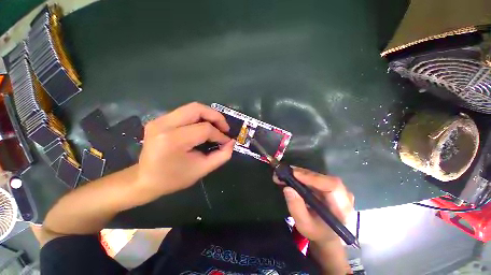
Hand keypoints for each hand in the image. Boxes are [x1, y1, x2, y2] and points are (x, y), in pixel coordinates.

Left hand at [135, 102, 234, 202]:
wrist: (146, 179)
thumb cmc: (172, 179)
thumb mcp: (199, 170)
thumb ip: (219, 156)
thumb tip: (231, 142)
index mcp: (173, 140)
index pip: (203, 129)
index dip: (219, 134)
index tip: (226, 141)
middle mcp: (164, 124)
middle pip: (196, 108)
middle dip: (214, 116)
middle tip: (224, 127)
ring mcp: (158, 120)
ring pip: (188, 108)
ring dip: (204, 115)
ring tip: (213, 127)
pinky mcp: (156, 120)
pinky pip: (179, 113)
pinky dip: (193, 118)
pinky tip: (198, 128)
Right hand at [273, 167, 353, 244]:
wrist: (331, 238)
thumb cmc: (319, 234)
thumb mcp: (305, 226)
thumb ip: (297, 208)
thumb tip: (287, 188)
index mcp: (343, 209)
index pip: (333, 187)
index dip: (314, 178)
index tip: (294, 174)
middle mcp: (347, 196)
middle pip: (327, 180)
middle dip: (306, 175)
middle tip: (285, 172)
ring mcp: (343, 192)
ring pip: (324, 179)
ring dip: (306, 176)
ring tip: (287, 174)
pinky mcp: (337, 190)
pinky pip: (323, 181)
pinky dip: (309, 179)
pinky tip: (296, 178)